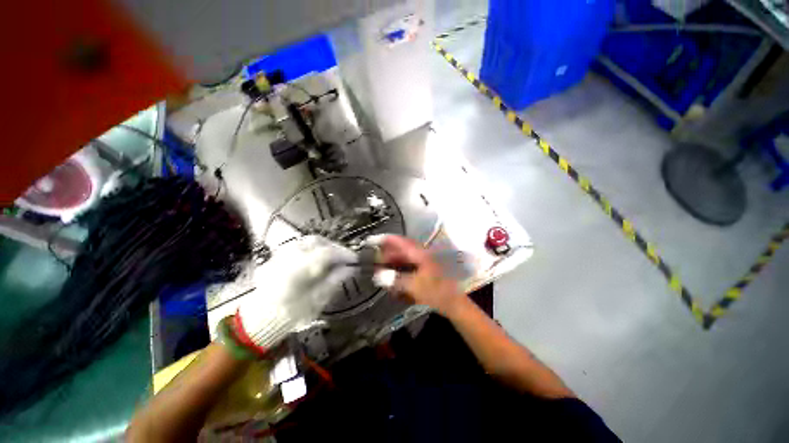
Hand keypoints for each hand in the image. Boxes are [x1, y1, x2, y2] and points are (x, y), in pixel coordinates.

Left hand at [235, 236, 355, 349]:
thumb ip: (334, 281)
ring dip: (323, 246)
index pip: (327, 253)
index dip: (343, 254)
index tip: (355, 259)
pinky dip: (312, 249)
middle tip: (344, 257)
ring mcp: (281, 255)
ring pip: (307, 241)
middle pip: (317, 241)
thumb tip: (351, 268)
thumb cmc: (292, 313)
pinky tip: (317, 258)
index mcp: (299, 269)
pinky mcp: (278, 256)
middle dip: (334, 247)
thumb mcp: (317, 300)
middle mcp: (289, 257)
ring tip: (333, 256)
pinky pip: (299, 246)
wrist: (262, 319)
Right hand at [372, 235, 463, 316]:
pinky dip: (399, 272)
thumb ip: (396, 280)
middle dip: (386, 255)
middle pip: (400, 250)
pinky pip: (407, 267)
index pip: (399, 242)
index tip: (371, 240)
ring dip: (392, 264)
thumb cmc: (436, 291)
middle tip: (375, 262)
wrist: (453, 303)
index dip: (385, 239)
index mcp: (419, 254)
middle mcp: (420, 255)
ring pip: (403, 259)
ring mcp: (422, 263)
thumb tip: (378, 275)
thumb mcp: (415, 286)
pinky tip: (394, 281)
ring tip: (382, 272)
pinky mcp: (423, 271)